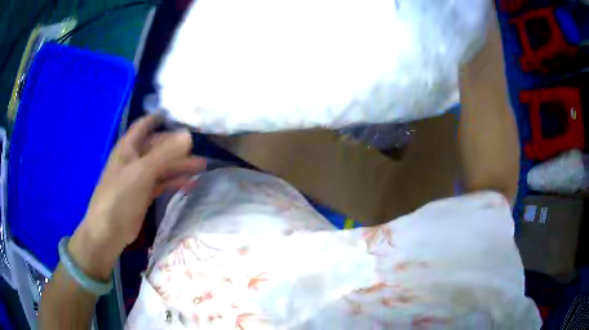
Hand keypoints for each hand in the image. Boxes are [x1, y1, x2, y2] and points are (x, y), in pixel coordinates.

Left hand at [69, 114, 205, 279]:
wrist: (109, 231)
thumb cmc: (120, 196)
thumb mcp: (142, 172)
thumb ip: (165, 154)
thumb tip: (188, 135)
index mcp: (128, 147)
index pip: (144, 125)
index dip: (159, 118)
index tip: (180, 115)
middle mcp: (134, 158)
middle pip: (157, 146)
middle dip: (177, 146)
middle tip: (199, 149)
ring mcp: (139, 177)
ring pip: (162, 165)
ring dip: (180, 165)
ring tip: (201, 167)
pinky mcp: (144, 193)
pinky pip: (162, 182)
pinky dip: (175, 181)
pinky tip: (190, 183)